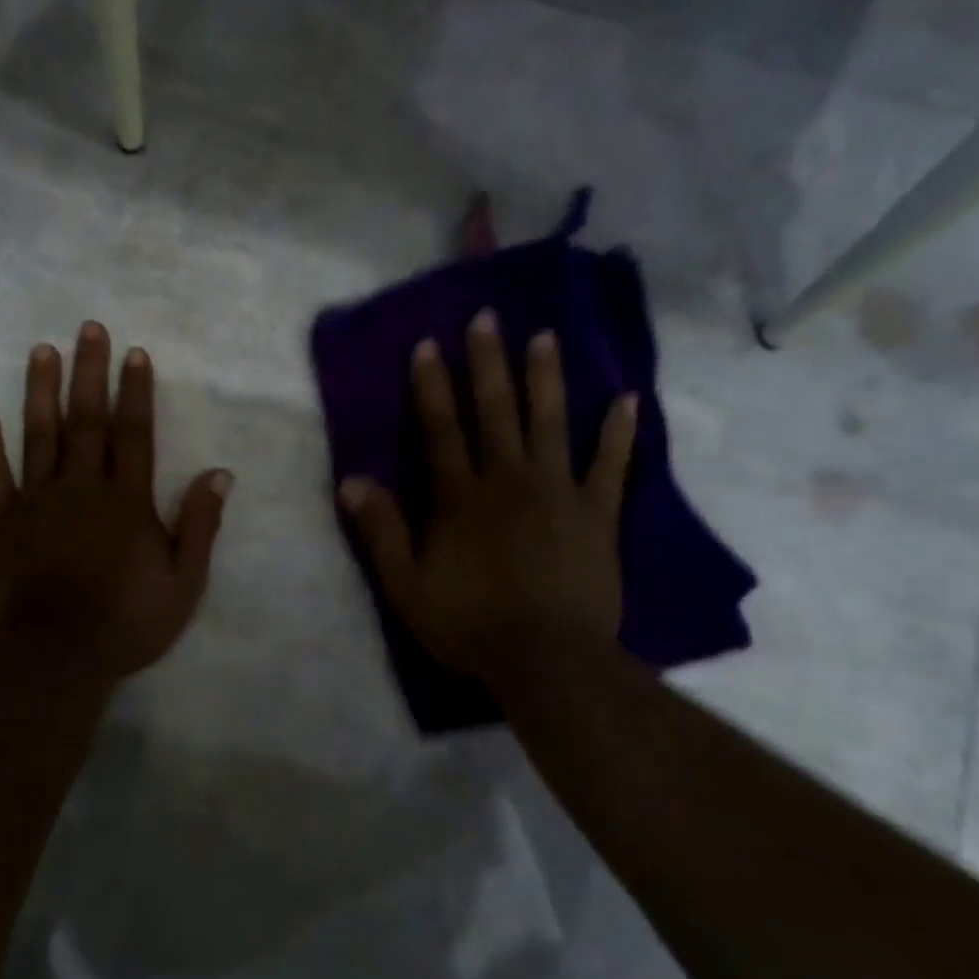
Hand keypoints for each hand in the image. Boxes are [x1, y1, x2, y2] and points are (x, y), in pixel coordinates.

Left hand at [0, 322, 231, 684]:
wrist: (55, 658)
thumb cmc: (127, 622)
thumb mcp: (184, 581)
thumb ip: (200, 524)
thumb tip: (219, 473)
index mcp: (127, 500)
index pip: (134, 433)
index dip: (136, 391)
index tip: (135, 353)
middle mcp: (81, 487)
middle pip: (87, 420)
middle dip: (91, 372)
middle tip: (89, 328)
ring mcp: (36, 502)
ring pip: (40, 435)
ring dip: (41, 390)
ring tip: (42, 350)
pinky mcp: (1, 523)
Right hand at [338, 310, 635, 699]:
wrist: (548, 660)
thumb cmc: (470, 625)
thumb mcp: (406, 586)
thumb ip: (381, 531)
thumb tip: (350, 480)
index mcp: (460, 497)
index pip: (441, 428)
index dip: (432, 386)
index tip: (429, 344)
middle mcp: (508, 479)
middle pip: (496, 411)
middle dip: (488, 362)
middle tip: (488, 317)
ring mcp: (558, 492)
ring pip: (550, 423)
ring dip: (546, 378)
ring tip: (545, 337)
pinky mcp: (598, 513)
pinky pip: (612, 465)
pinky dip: (620, 432)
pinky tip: (628, 399)